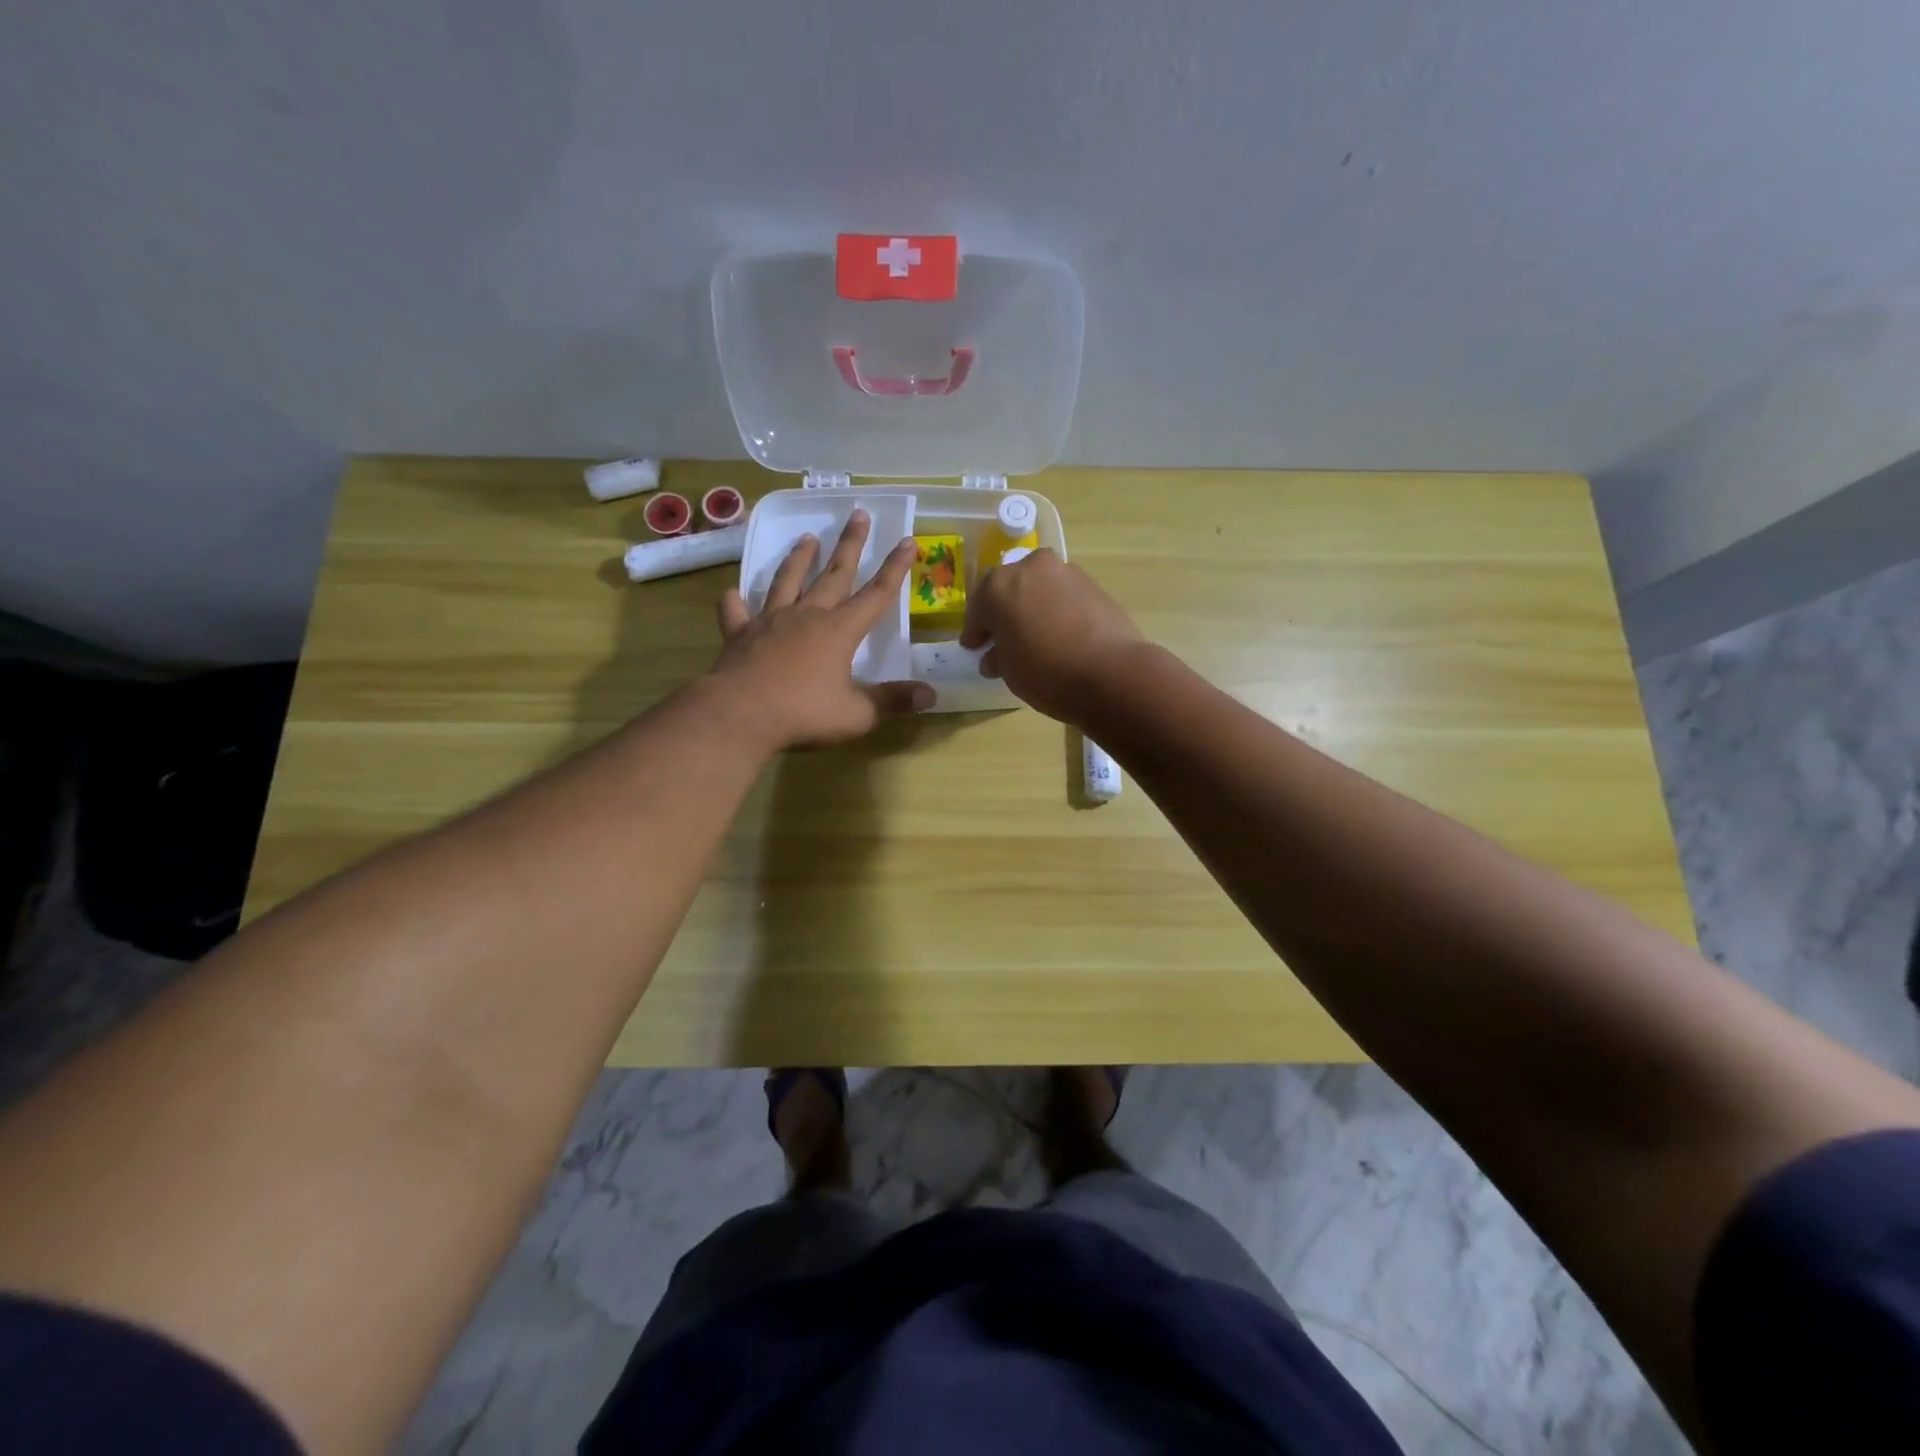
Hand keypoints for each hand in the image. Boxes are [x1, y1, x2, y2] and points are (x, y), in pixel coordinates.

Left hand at [709, 510, 933, 749]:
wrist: (740, 714)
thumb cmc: (804, 714)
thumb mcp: (857, 714)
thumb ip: (892, 701)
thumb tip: (931, 696)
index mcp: (839, 631)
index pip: (876, 594)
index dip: (895, 568)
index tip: (909, 541)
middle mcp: (807, 616)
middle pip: (834, 574)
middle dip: (850, 545)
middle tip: (858, 514)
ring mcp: (770, 622)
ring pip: (787, 581)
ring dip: (798, 559)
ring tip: (807, 537)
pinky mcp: (740, 635)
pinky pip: (736, 612)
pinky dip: (735, 602)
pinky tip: (732, 593)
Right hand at [960, 549, 1148, 726]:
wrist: (1112, 672)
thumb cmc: (1047, 673)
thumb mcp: (1010, 672)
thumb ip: (998, 657)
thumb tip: (995, 656)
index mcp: (997, 586)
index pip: (977, 609)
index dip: (975, 631)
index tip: (974, 647)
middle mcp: (1029, 567)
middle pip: (1008, 589)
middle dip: (1003, 611)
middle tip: (1002, 637)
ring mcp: (1064, 571)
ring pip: (1037, 587)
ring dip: (1031, 606)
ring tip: (1034, 635)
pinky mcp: (1092, 582)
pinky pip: (1062, 594)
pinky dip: (1055, 608)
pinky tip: (1059, 632)